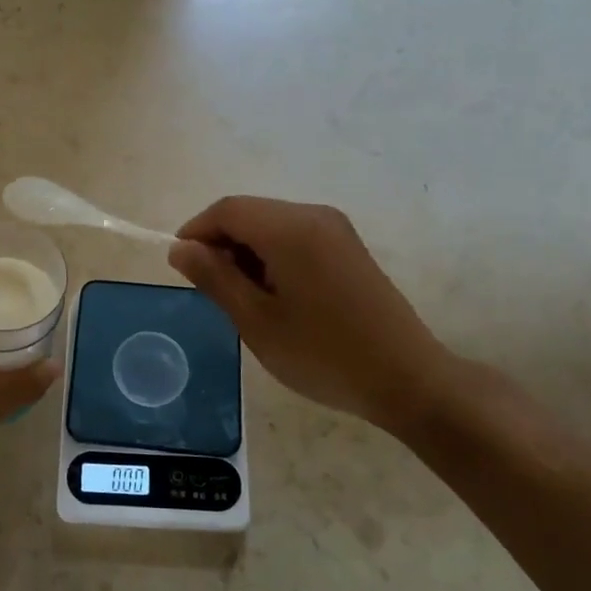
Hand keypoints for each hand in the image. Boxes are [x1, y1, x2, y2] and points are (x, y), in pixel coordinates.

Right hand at [168, 196, 457, 436]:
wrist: (409, 380)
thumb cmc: (323, 354)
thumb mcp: (256, 321)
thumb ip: (214, 277)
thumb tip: (180, 248)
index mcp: (290, 228)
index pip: (227, 210)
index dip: (196, 232)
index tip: (182, 269)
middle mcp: (314, 215)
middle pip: (250, 213)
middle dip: (222, 244)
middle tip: (213, 293)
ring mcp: (336, 229)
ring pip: (271, 224)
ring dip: (247, 252)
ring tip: (245, 301)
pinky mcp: (348, 246)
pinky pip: (295, 236)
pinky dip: (272, 256)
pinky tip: (277, 297)